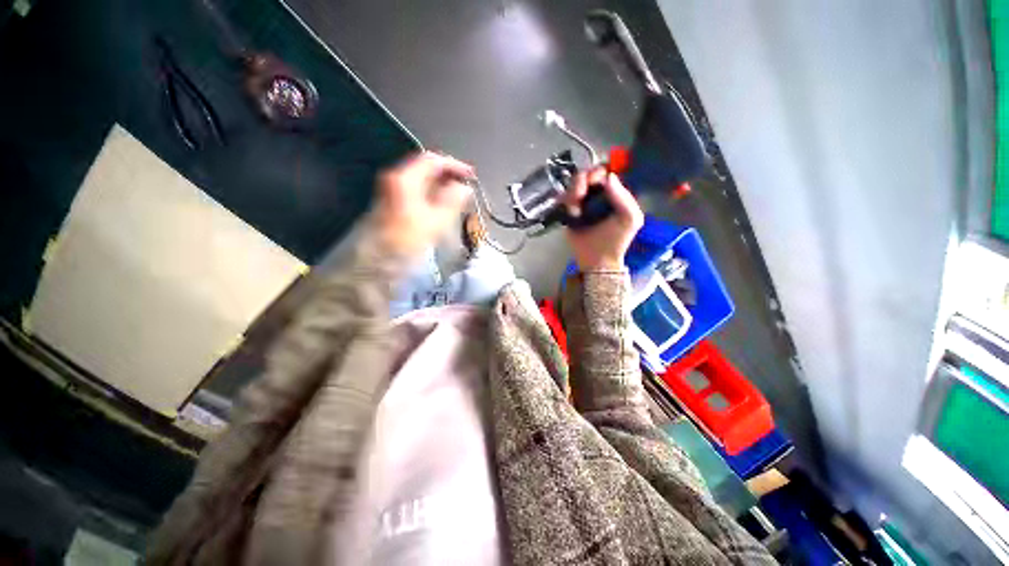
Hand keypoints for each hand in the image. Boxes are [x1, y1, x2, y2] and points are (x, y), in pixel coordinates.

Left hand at [373, 151, 473, 257]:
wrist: (375, 261)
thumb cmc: (406, 241)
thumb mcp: (435, 222)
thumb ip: (453, 201)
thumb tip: (464, 188)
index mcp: (405, 179)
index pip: (433, 160)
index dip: (455, 165)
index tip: (471, 176)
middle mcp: (396, 179)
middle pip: (426, 168)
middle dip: (449, 175)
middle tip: (466, 187)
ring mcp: (392, 190)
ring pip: (422, 180)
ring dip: (442, 186)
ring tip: (459, 197)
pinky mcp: (393, 203)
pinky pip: (417, 191)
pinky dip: (433, 194)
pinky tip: (443, 205)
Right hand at [560, 167, 643, 270]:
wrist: (597, 259)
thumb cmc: (617, 239)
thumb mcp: (630, 218)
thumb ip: (623, 197)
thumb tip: (609, 176)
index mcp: (613, 193)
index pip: (605, 171)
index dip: (598, 170)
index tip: (594, 179)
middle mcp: (597, 194)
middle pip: (586, 174)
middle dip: (582, 181)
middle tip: (580, 194)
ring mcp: (581, 202)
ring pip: (572, 185)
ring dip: (572, 193)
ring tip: (575, 209)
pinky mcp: (568, 212)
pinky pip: (563, 198)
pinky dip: (565, 202)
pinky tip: (571, 213)